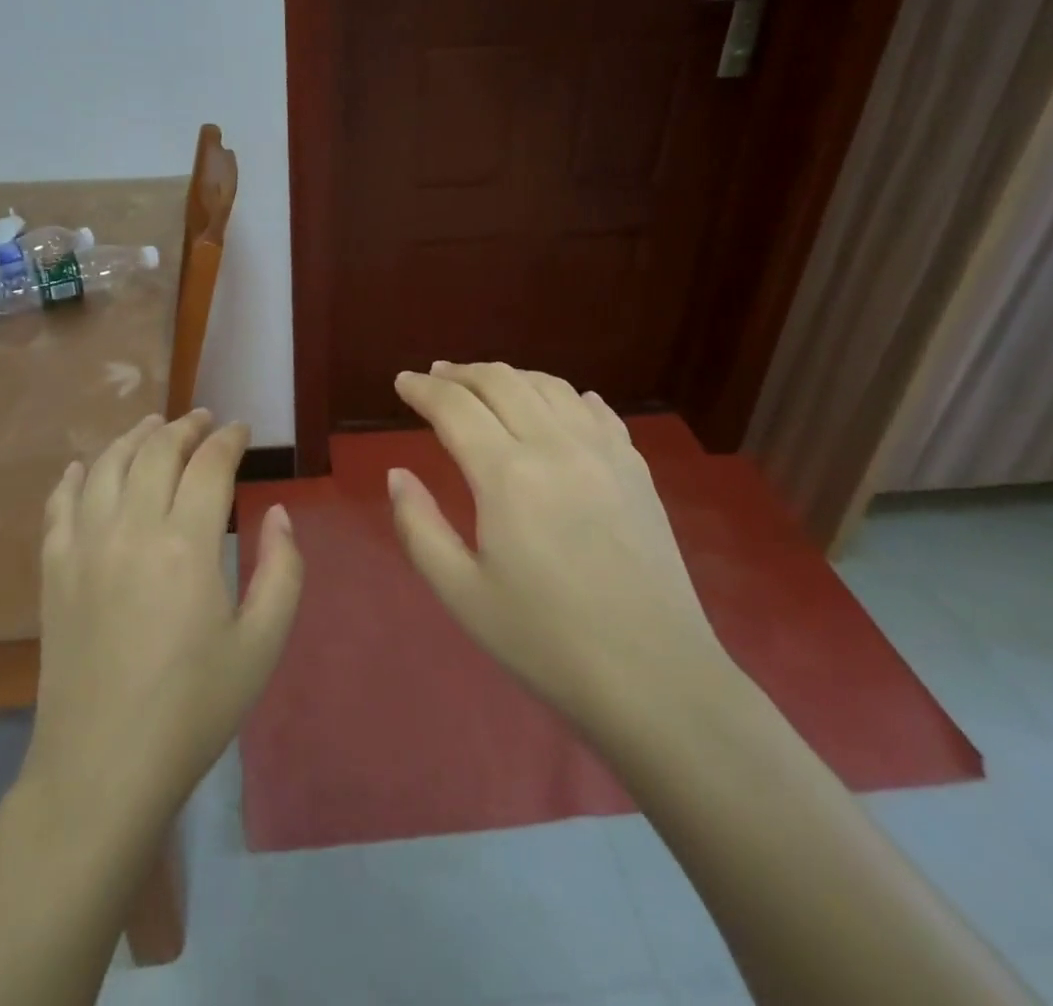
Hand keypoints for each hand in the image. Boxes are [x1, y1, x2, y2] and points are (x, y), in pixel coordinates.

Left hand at [24, 411, 303, 818]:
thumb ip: (282, 569)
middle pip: (156, 451)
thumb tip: (278, 511)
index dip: (229, 439)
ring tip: (153, 426)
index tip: (242, 430)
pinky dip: (74, 476)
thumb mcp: (262, 644)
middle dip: (185, 427)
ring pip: (106, 465)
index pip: (209, 464)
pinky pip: (59, 504)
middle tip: (204, 420)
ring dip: (133, 437)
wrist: (103, 768)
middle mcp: (130, 529)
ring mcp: (84, 546)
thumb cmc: (194, 708)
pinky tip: (83, 467)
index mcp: (186, 544)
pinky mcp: (53, 571)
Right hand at [389, 362, 726, 731]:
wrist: (655, 679)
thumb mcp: (462, 594)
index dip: (422, 389)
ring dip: (508, 376)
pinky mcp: (636, 468)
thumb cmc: (546, 642)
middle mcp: (555, 445)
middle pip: (500, 381)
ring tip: (485, 384)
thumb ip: (418, 527)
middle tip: (435, 376)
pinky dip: (562, 394)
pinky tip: (556, 403)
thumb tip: (397, 474)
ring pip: (548, 385)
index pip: (454, 407)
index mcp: (506, 475)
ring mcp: (603, 452)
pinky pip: (595, 408)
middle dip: (460, 373)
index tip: (402, 382)